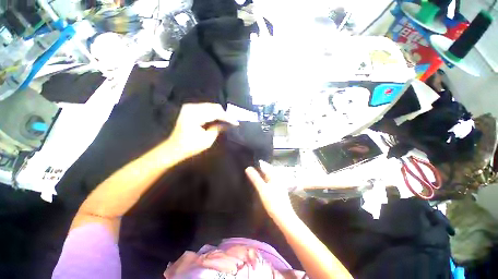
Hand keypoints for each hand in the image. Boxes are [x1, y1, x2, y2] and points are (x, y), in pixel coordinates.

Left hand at [165, 103, 237, 159]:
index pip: (215, 113)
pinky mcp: (189, 109)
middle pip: (213, 106)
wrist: (175, 147)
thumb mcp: (207, 140)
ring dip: (219, 113)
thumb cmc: (190, 146)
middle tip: (232, 122)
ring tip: (226, 121)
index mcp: (194, 115)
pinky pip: (206, 108)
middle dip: (224, 114)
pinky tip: (218, 119)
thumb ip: (218, 129)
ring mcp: (189, 107)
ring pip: (210, 106)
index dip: (227, 117)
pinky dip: (213, 113)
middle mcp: (191, 107)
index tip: (236, 122)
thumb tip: (227, 123)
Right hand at [245, 161, 294, 218]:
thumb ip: (255, 178)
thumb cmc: (273, 201)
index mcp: (275, 176)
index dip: (258, 163)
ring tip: (253, 174)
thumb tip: (248, 168)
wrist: (284, 217)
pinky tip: (260, 184)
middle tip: (250, 168)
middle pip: (267, 171)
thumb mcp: (262, 189)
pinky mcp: (278, 192)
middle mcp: (278, 179)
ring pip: (268, 178)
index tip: (251, 162)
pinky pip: (269, 183)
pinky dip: (264, 182)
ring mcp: (278, 185)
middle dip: (260, 169)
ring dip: (261, 176)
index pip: (266, 166)